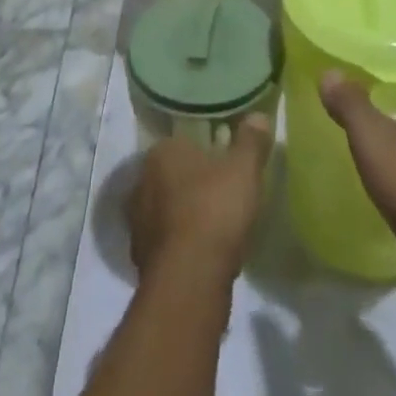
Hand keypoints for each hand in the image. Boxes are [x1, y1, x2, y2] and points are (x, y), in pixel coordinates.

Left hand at [128, 116, 273, 286]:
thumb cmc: (214, 209)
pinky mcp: (141, 259)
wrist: (189, 278)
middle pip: (171, 176)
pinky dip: (181, 245)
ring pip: (166, 210)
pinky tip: (203, 253)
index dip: (204, 152)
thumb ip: (251, 141)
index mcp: (161, 153)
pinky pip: (166, 242)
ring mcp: (137, 223)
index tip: (224, 163)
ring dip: (185, 216)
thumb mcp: (244, 169)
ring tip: (215, 226)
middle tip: (221, 193)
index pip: (181, 143)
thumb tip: (258, 116)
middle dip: (192, 184)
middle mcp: (141, 183)